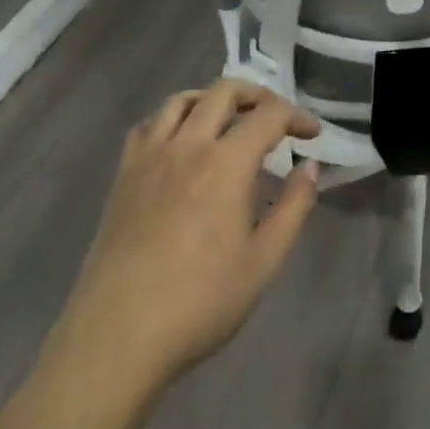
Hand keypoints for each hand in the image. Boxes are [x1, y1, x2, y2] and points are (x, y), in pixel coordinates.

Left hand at [54, 80, 320, 390]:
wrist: (116, 336)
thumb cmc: (199, 302)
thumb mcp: (263, 262)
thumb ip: (293, 208)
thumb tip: (310, 167)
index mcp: (226, 163)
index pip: (269, 115)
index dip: (297, 116)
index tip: (313, 133)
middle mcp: (187, 145)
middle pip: (224, 92)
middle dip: (257, 94)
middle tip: (275, 117)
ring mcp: (149, 157)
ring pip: (182, 100)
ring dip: (212, 99)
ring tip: (229, 119)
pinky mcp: (123, 175)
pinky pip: (148, 125)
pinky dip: (172, 119)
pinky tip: (181, 142)